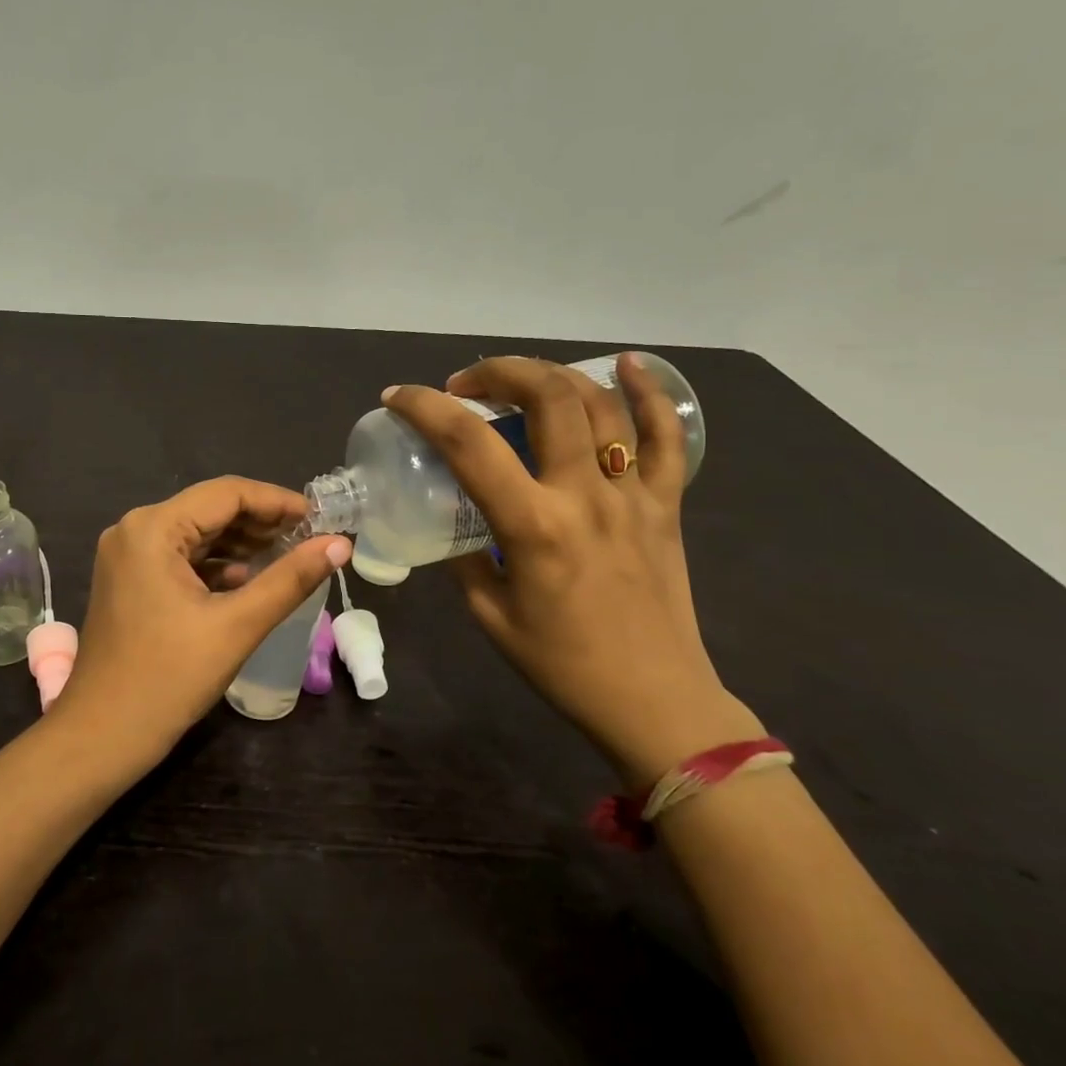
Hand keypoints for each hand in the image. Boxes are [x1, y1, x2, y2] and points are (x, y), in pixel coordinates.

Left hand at [51, 477, 349, 769]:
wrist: (100, 737)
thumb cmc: (168, 679)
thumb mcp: (237, 626)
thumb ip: (290, 579)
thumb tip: (340, 545)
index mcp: (153, 528)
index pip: (226, 493)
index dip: (277, 501)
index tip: (320, 518)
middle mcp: (135, 529)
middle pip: (210, 510)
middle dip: (261, 522)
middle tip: (311, 539)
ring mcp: (128, 556)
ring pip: (197, 535)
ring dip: (242, 543)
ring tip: (290, 555)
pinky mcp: (129, 581)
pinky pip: (181, 559)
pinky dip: (217, 565)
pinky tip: (250, 580)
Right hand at [384, 356, 760, 784]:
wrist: (654, 700)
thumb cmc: (562, 664)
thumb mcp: (489, 615)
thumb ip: (464, 558)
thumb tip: (451, 520)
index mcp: (533, 526)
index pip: (469, 444)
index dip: (425, 408)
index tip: (398, 398)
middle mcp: (585, 495)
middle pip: (548, 396)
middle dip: (498, 372)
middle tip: (466, 386)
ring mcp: (634, 494)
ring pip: (601, 404)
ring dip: (553, 374)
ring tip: (520, 378)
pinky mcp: (667, 504)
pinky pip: (667, 437)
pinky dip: (649, 393)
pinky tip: (629, 365)